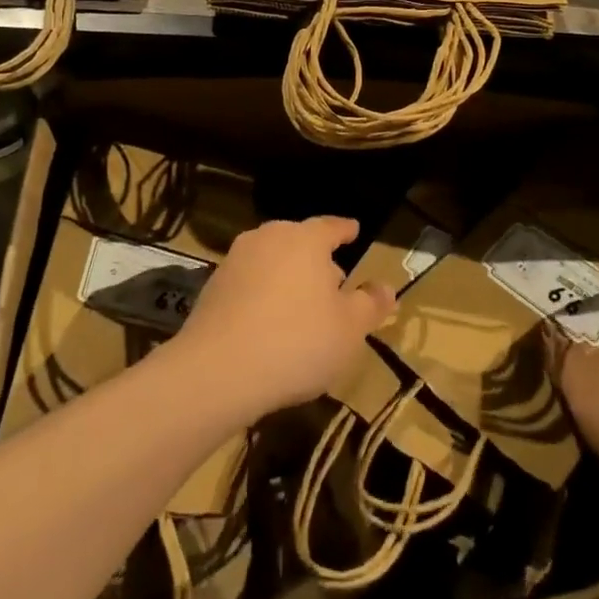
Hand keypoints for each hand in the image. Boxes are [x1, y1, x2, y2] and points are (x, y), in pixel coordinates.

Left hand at [170, 216, 395, 417]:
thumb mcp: (349, 329)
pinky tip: (268, 325)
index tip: (354, 231)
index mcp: (305, 239)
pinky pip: (249, 283)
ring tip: (301, 307)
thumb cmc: (297, 342)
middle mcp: (269, 238)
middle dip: (316, 259)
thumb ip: (370, 304)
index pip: (331, 226)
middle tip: (333, 282)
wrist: (217, 371)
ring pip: (272, 261)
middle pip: (299, 241)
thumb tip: (386, 288)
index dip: (345, 230)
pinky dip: (263, 295)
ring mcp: (235, 261)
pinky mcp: (212, 287)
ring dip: (288, 277)